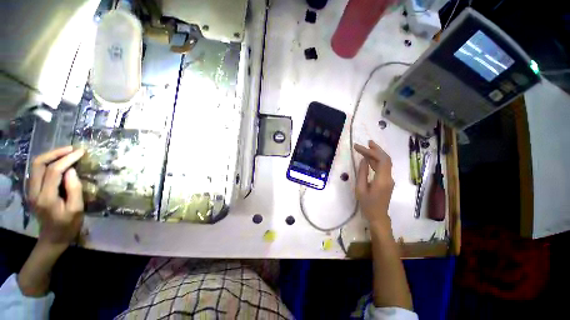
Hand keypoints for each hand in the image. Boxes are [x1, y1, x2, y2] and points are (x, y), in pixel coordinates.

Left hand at [28, 146, 84, 247]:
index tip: (81, 152)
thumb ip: (74, 189)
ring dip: (50, 156)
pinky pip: (37, 171)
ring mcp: (30, 191)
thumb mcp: (76, 209)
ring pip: (35, 165)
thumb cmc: (68, 225)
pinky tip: (58, 162)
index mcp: (46, 197)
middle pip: (38, 164)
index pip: (54, 171)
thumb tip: (72, 170)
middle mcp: (34, 191)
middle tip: (71, 149)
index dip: (67, 159)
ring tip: (66, 153)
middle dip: (55, 153)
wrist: (53, 238)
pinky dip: (47, 162)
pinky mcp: (32, 190)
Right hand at [354, 140, 394, 231]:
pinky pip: (383, 168)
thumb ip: (362, 173)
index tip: (358, 147)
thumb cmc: (367, 204)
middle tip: (367, 142)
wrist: (378, 216)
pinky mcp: (387, 181)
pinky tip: (368, 159)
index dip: (370, 151)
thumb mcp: (361, 189)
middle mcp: (389, 177)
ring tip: (367, 147)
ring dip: (376, 154)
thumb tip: (363, 160)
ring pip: (385, 162)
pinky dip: (376, 161)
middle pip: (386, 159)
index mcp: (382, 179)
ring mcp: (389, 179)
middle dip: (376, 149)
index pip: (381, 160)